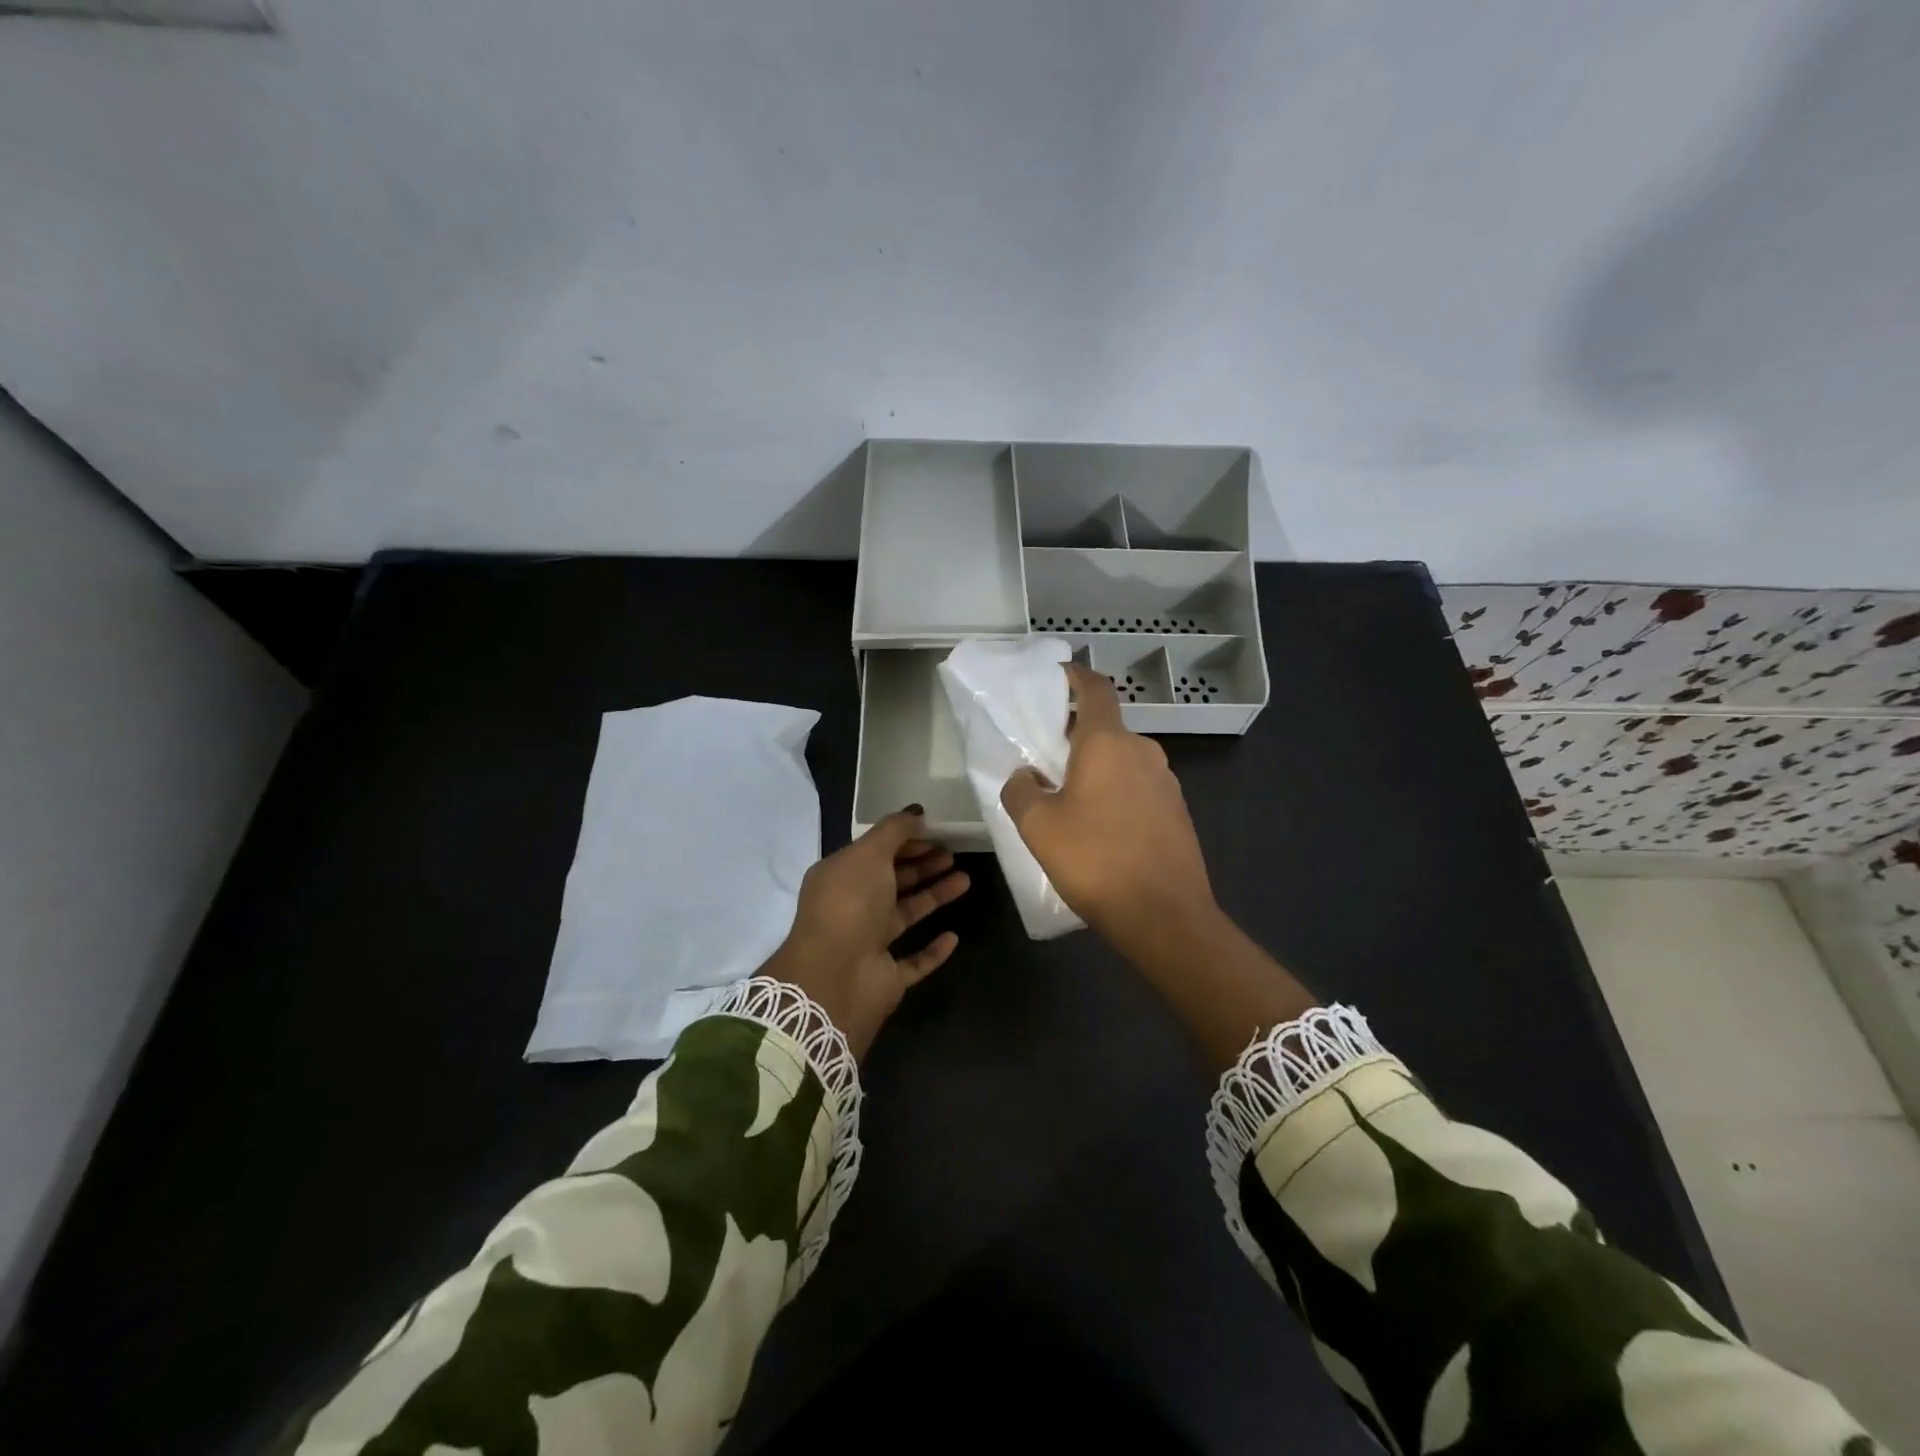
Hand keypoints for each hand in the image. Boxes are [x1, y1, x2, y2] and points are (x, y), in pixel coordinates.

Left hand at [760, 809, 970, 1058]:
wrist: (834, 977)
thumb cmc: (850, 904)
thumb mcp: (869, 854)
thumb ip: (894, 831)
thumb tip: (916, 813)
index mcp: (840, 877)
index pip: (875, 853)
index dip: (905, 841)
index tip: (936, 832)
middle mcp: (852, 908)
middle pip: (892, 881)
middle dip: (922, 865)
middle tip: (954, 854)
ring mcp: (868, 944)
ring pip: (906, 914)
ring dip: (934, 896)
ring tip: (965, 880)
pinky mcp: (886, 977)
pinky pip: (914, 960)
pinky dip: (933, 950)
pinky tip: (953, 937)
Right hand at [1003, 665, 1315, 1068]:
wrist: (1165, 916)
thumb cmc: (1095, 860)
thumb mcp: (1038, 826)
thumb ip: (1020, 791)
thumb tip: (1025, 776)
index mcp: (1108, 743)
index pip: (1095, 689)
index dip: (1076, 675)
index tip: (1057, 674)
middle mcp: (1143, 752)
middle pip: (1106, 728)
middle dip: (1076, 735)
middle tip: (1046, 758)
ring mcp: (1167, 783)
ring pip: (1123, 760)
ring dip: (1097, 768)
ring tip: (1069, 799)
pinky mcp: (1178, 813)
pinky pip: (1139, 788)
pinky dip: (1116, 793)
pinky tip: (1101, 828)